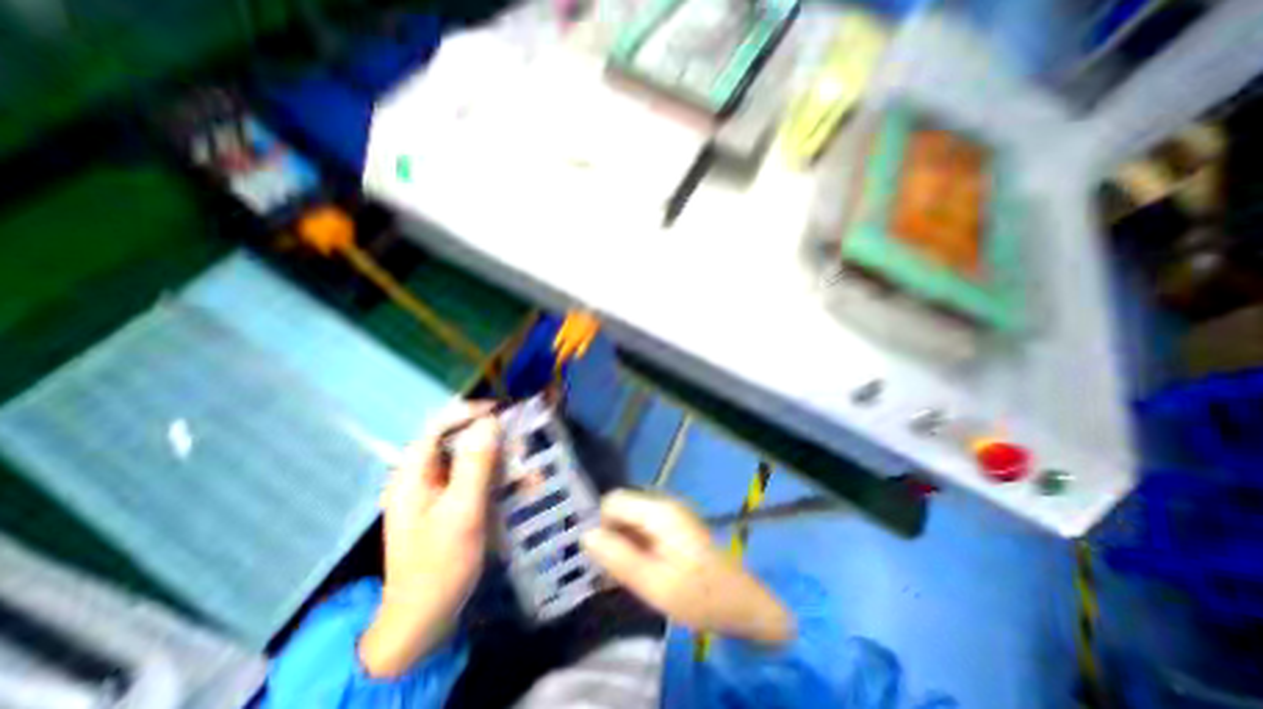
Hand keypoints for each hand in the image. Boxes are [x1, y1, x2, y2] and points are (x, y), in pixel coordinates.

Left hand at [358, 405, 500, 675]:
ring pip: (472, 461)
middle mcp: (422, 476)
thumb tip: (490, 421)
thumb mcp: (462, 511)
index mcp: (413, 474)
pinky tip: (524, 489)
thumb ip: (476, 464)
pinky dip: (501, 481)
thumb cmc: (440, 564)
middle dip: (494, 442)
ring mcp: (437, 491)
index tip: (504, 413)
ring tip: (530, 472)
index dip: (471, 414)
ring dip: (503, 463)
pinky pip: (478, 481)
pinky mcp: (452, 504)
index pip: (439, 426)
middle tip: (524, 449)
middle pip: (458, 442)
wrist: (425, 620)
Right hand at [579, 490, 784, 644]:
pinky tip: (639, 572)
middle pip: (622, 508)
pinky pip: (643, 529)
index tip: (601, 558)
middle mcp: (663, 505)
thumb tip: (586, 535)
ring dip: (622, 544)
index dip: (601, 525)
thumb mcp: (654, 584)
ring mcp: (670, 514)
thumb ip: (619, 558)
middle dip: (611, 536)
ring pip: (631, 520)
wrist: (742, 603)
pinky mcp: (674, 527)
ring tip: (625, 577)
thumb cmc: (699, 596)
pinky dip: (635, 546)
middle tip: (612, 573)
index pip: (614, 500)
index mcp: (659, 511)